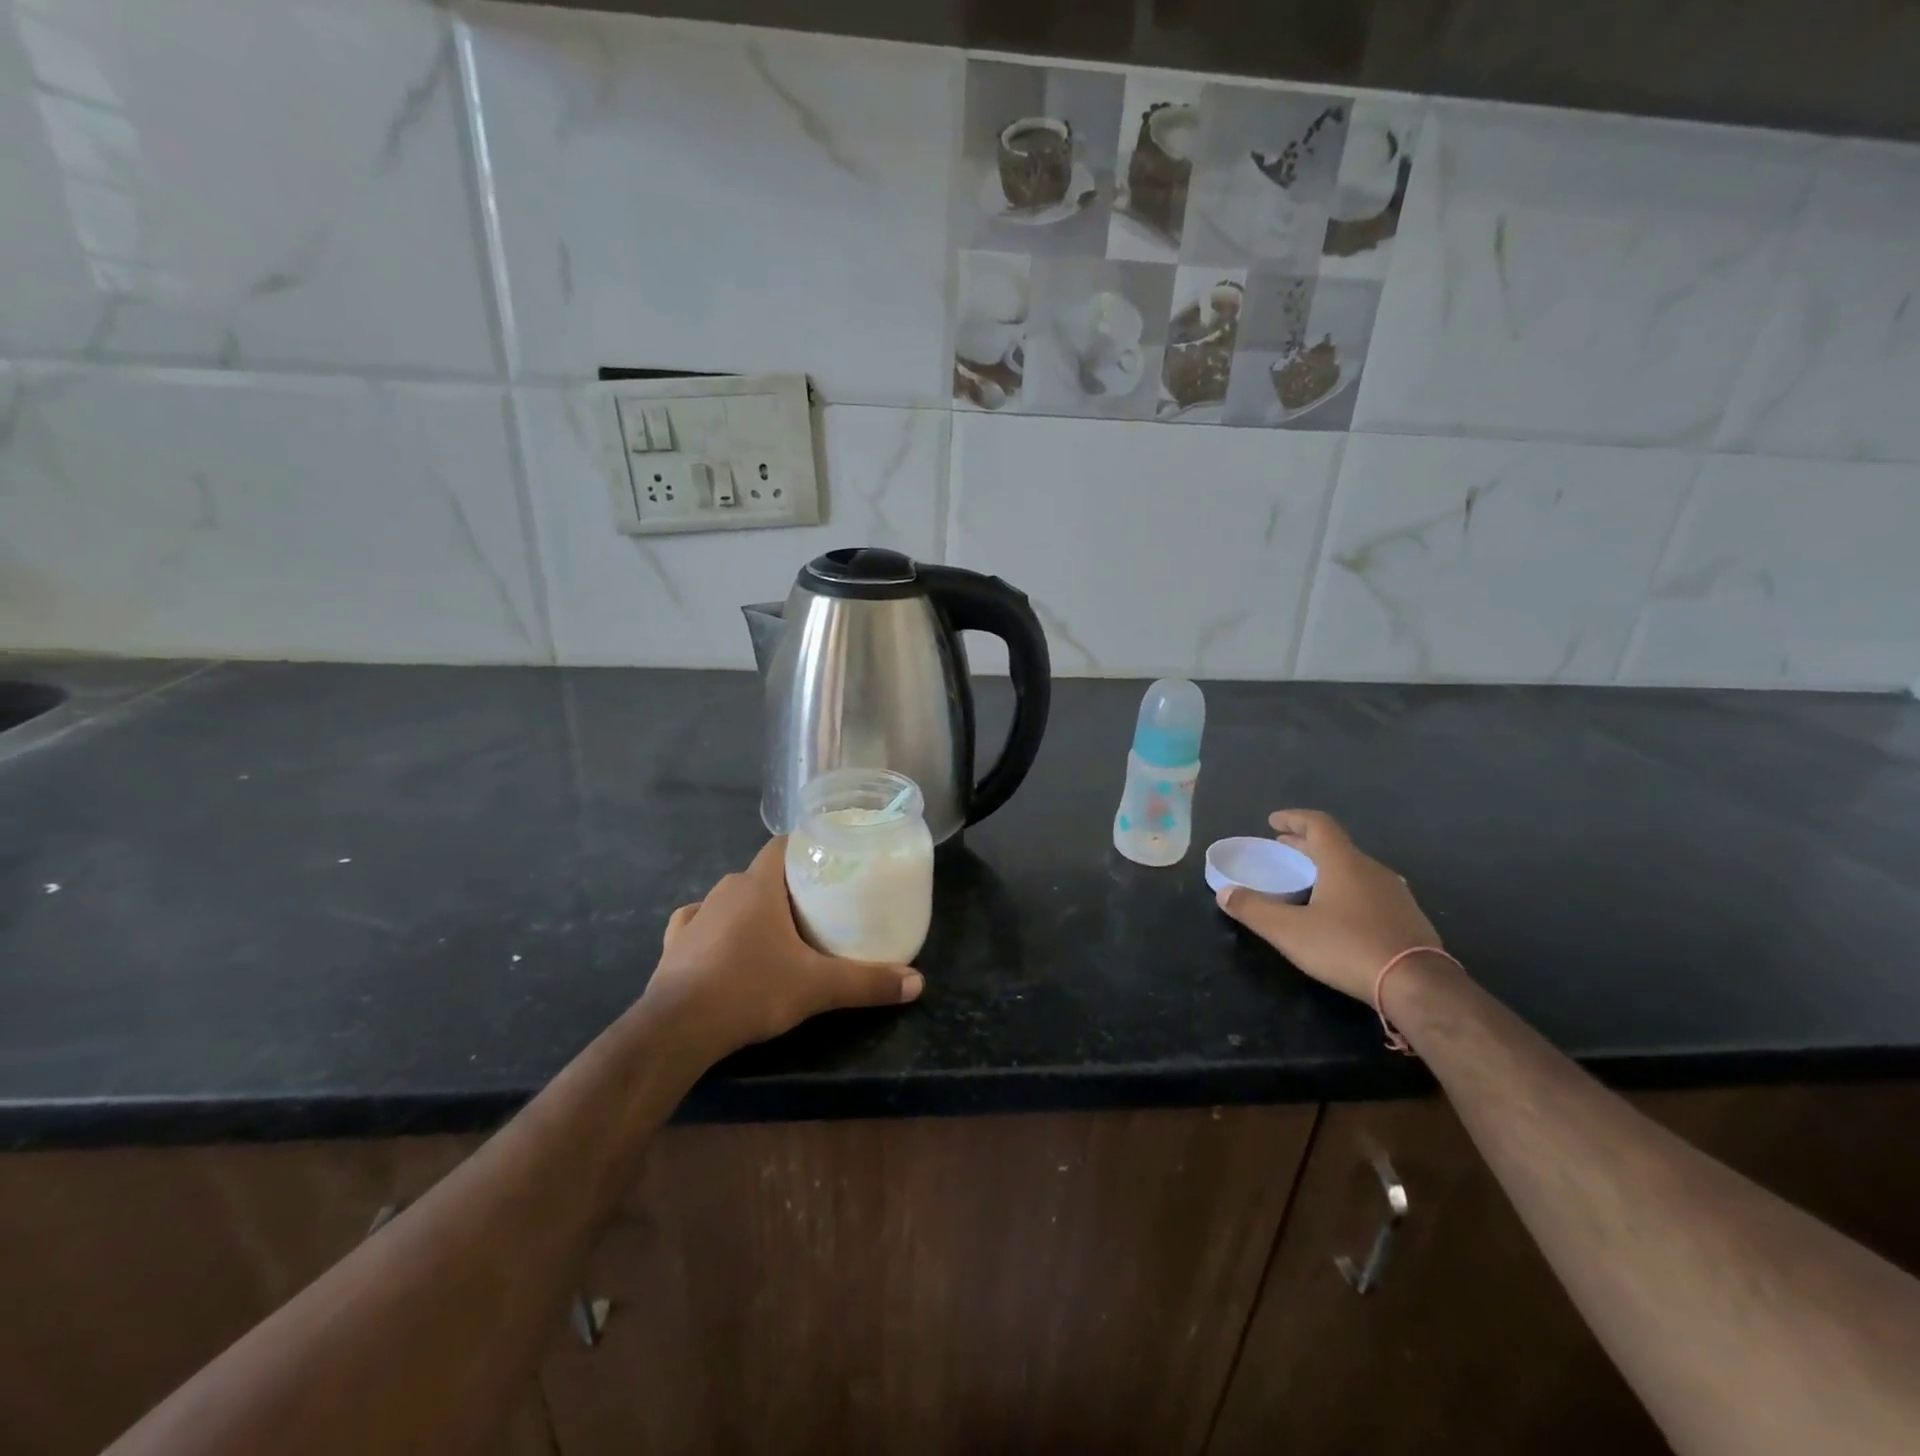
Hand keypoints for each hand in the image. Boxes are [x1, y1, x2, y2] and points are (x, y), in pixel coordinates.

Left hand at [639, 837, 922, 1057]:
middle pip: (762, 874)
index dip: (807, 848)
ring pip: (731, 898)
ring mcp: (696, 915)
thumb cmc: (751, 989)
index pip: (784, 845)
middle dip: (787, 885)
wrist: (678, 1028)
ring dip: (752, 908)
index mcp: (758, 885)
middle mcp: (725, 890)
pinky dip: (713, 928)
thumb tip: (917, 983)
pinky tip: (723, 944)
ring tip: (777, 930)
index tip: (831, 862)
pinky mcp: (674, 944)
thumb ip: (867, 982)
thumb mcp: (818, 987)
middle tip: (817, 906)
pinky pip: (697, 923)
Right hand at [1216, 809, 1441, 1001]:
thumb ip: (1253, 909)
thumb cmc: (1348, 947)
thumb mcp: (1289, 931)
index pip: (1318, 824)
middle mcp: (1371, 869)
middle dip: (1305, 845)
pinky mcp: (1407, 916)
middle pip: (1335, 845)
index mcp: (1343, 862)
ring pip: (1354, 868)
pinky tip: (1339, 911)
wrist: (1417, 984)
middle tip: (1282, 849)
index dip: (1294, 818)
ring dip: (1326, 867)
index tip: (1273, 822)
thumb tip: (1225, 892)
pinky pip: (1369, 889)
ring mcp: (1394, 892)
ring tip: (1307, 880)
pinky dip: (1346, 888)